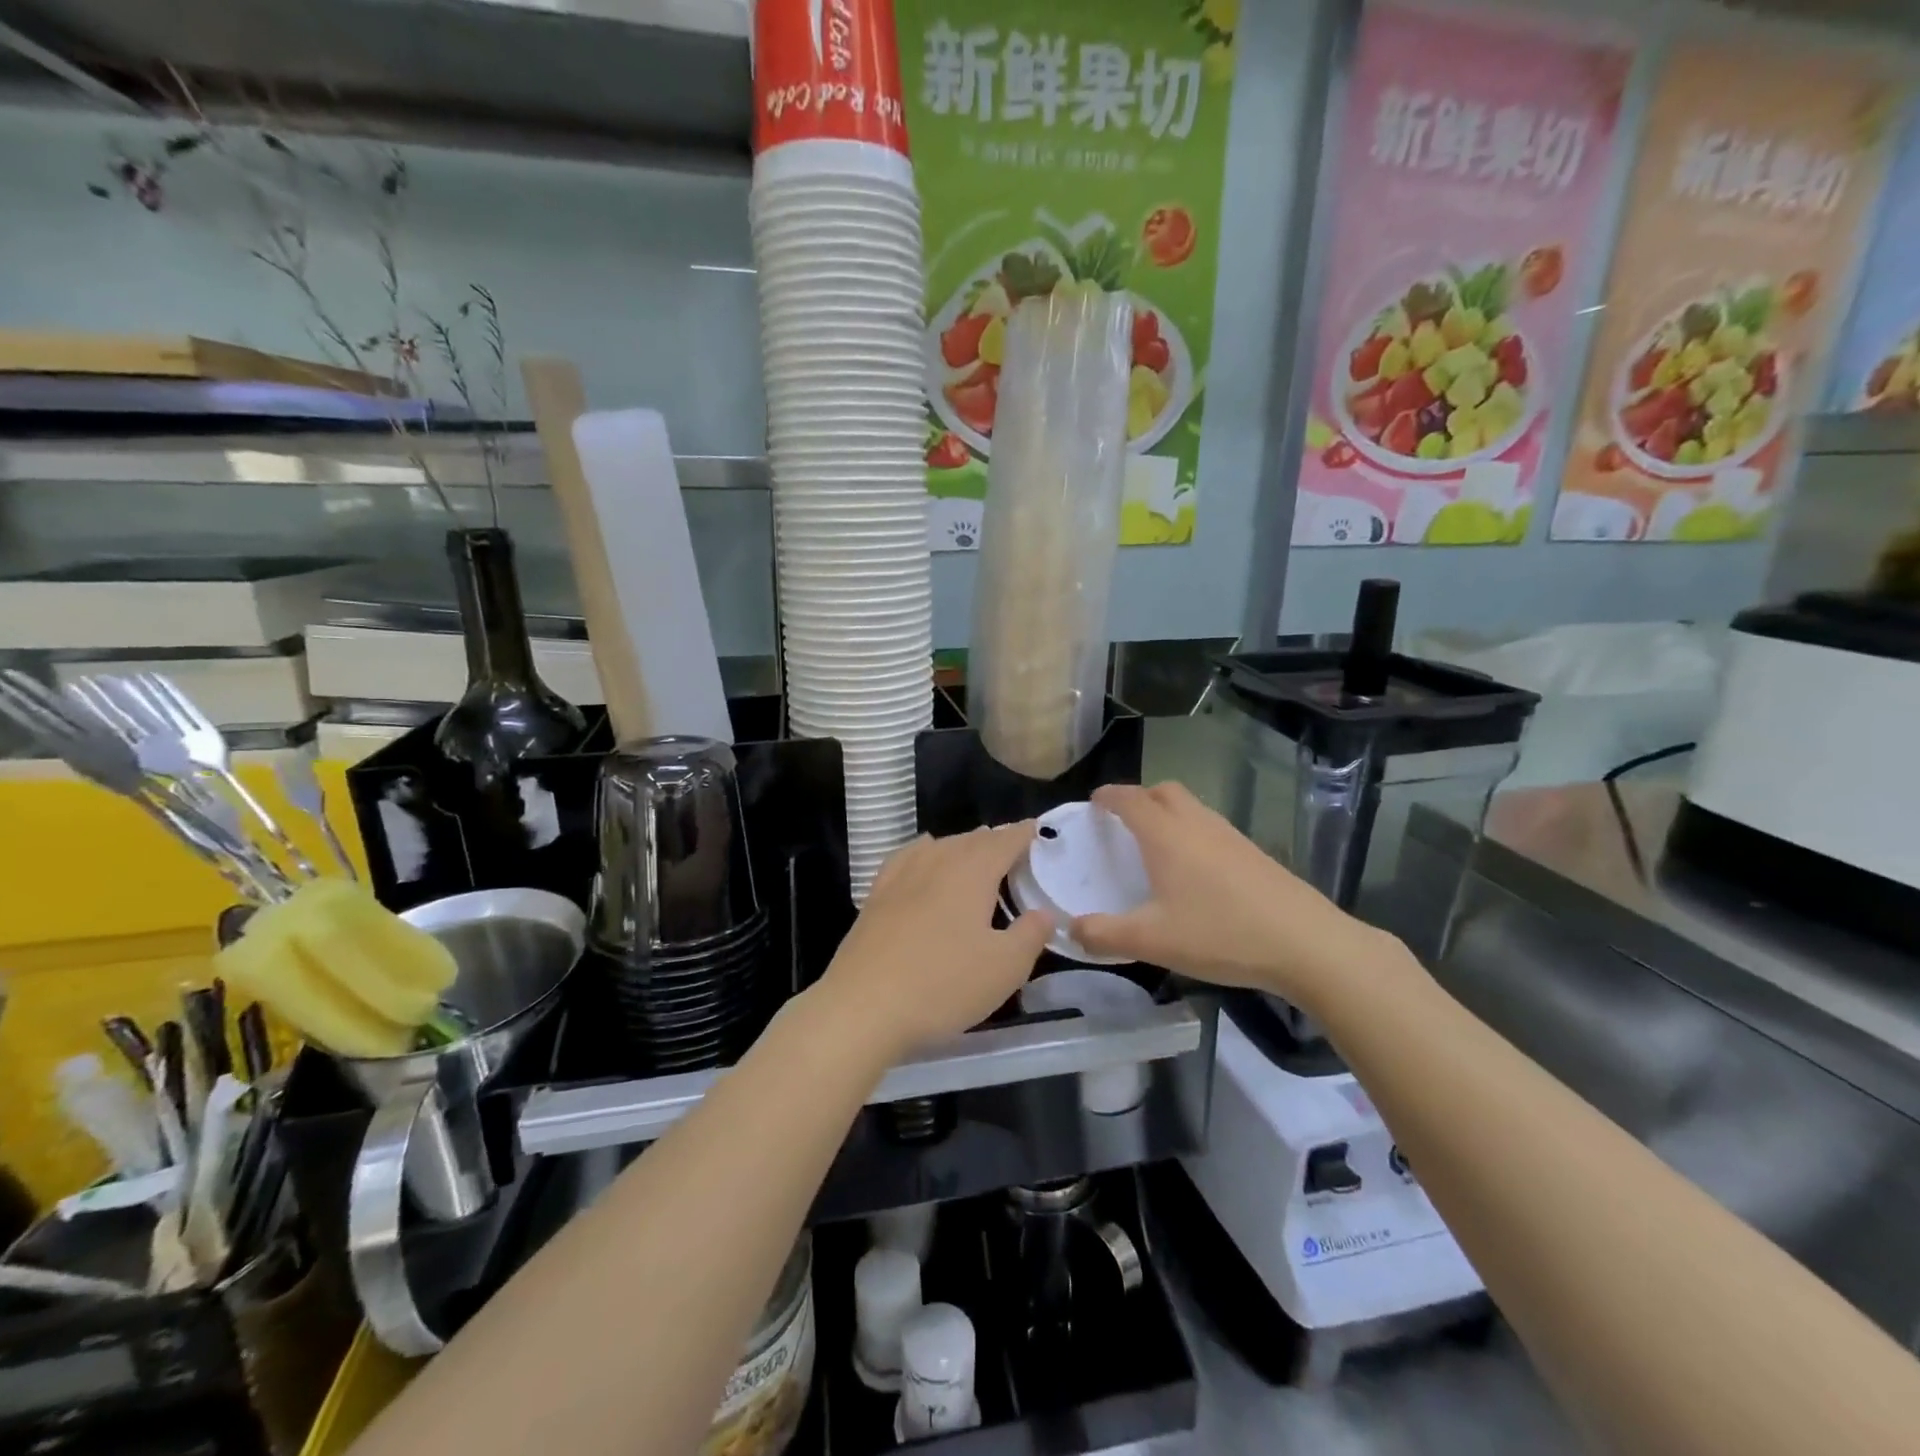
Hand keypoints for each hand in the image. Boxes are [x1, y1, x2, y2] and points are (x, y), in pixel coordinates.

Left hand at [812, 824, 1052, 1063]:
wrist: (863, 1006)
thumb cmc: (943, 984)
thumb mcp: (1005, 968)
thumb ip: (1031, 935)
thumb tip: (1044, 913)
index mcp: (972, 872)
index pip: (1004, 841)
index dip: (1023, 833)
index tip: (1037, 828)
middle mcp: (936, 862)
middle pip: (971, 840)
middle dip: (994, 840)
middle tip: (1013, 849)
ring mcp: (901, 876)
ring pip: (939, 846)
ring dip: (962, 845)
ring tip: (975, 853)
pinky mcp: (876, 896)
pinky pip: (907, 858)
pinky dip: (924, 851)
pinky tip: (923, 856)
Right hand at [1070, 782, 1395, 1011]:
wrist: (1305, 943)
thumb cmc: (1220, 934)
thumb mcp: (1152, 941)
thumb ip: (1104, 934)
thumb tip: (1070, 929)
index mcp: (1166, 835)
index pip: (1130, 799)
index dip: (1109, 796)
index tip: (1094, 802)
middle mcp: (1197, 824)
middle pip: (1164, 792)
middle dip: (1140, 798)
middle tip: (1123, 822)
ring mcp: (1230, 836)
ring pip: (1192, 807)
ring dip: (1168, 814)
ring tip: (1156, 847)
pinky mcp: (1254, 853)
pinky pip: (1211, 828)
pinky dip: (1192, 833)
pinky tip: (1195, 872)